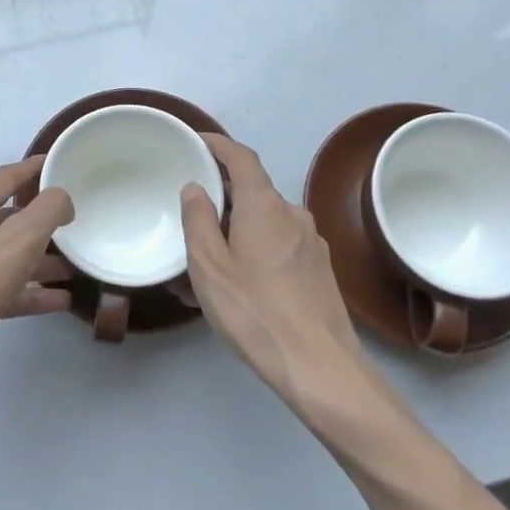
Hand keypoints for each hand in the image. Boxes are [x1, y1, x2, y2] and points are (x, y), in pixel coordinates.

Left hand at [0, 157, 74, 402]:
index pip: (5, 176)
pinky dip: (30, 291)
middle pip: (7, 216)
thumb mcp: (20, 238)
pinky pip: (5, 288)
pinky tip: (58, 301)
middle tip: (74, 220)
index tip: (60, 164)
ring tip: (74, 266)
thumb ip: (48, 209)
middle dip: (41, 218)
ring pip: (8, 255)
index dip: (33, 168)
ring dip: (40, 258)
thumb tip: (61, 198)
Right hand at [181, 134, 367, 406]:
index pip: (241, 157)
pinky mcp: (319, 270)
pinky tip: (236, 285)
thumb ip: (198, 220)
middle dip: (221, 197)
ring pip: (264, 223)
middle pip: (252, 191)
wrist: (320, 366)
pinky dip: (254, 252)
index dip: (218, 145)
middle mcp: (292, 214)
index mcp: (264, 205)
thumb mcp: (209, 266)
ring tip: (206, 263)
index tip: (197, 142)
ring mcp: (310, 242)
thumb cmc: (255, 311)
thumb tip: (196, 187)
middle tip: (189, 216)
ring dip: (235, 231)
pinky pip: (278, 247)